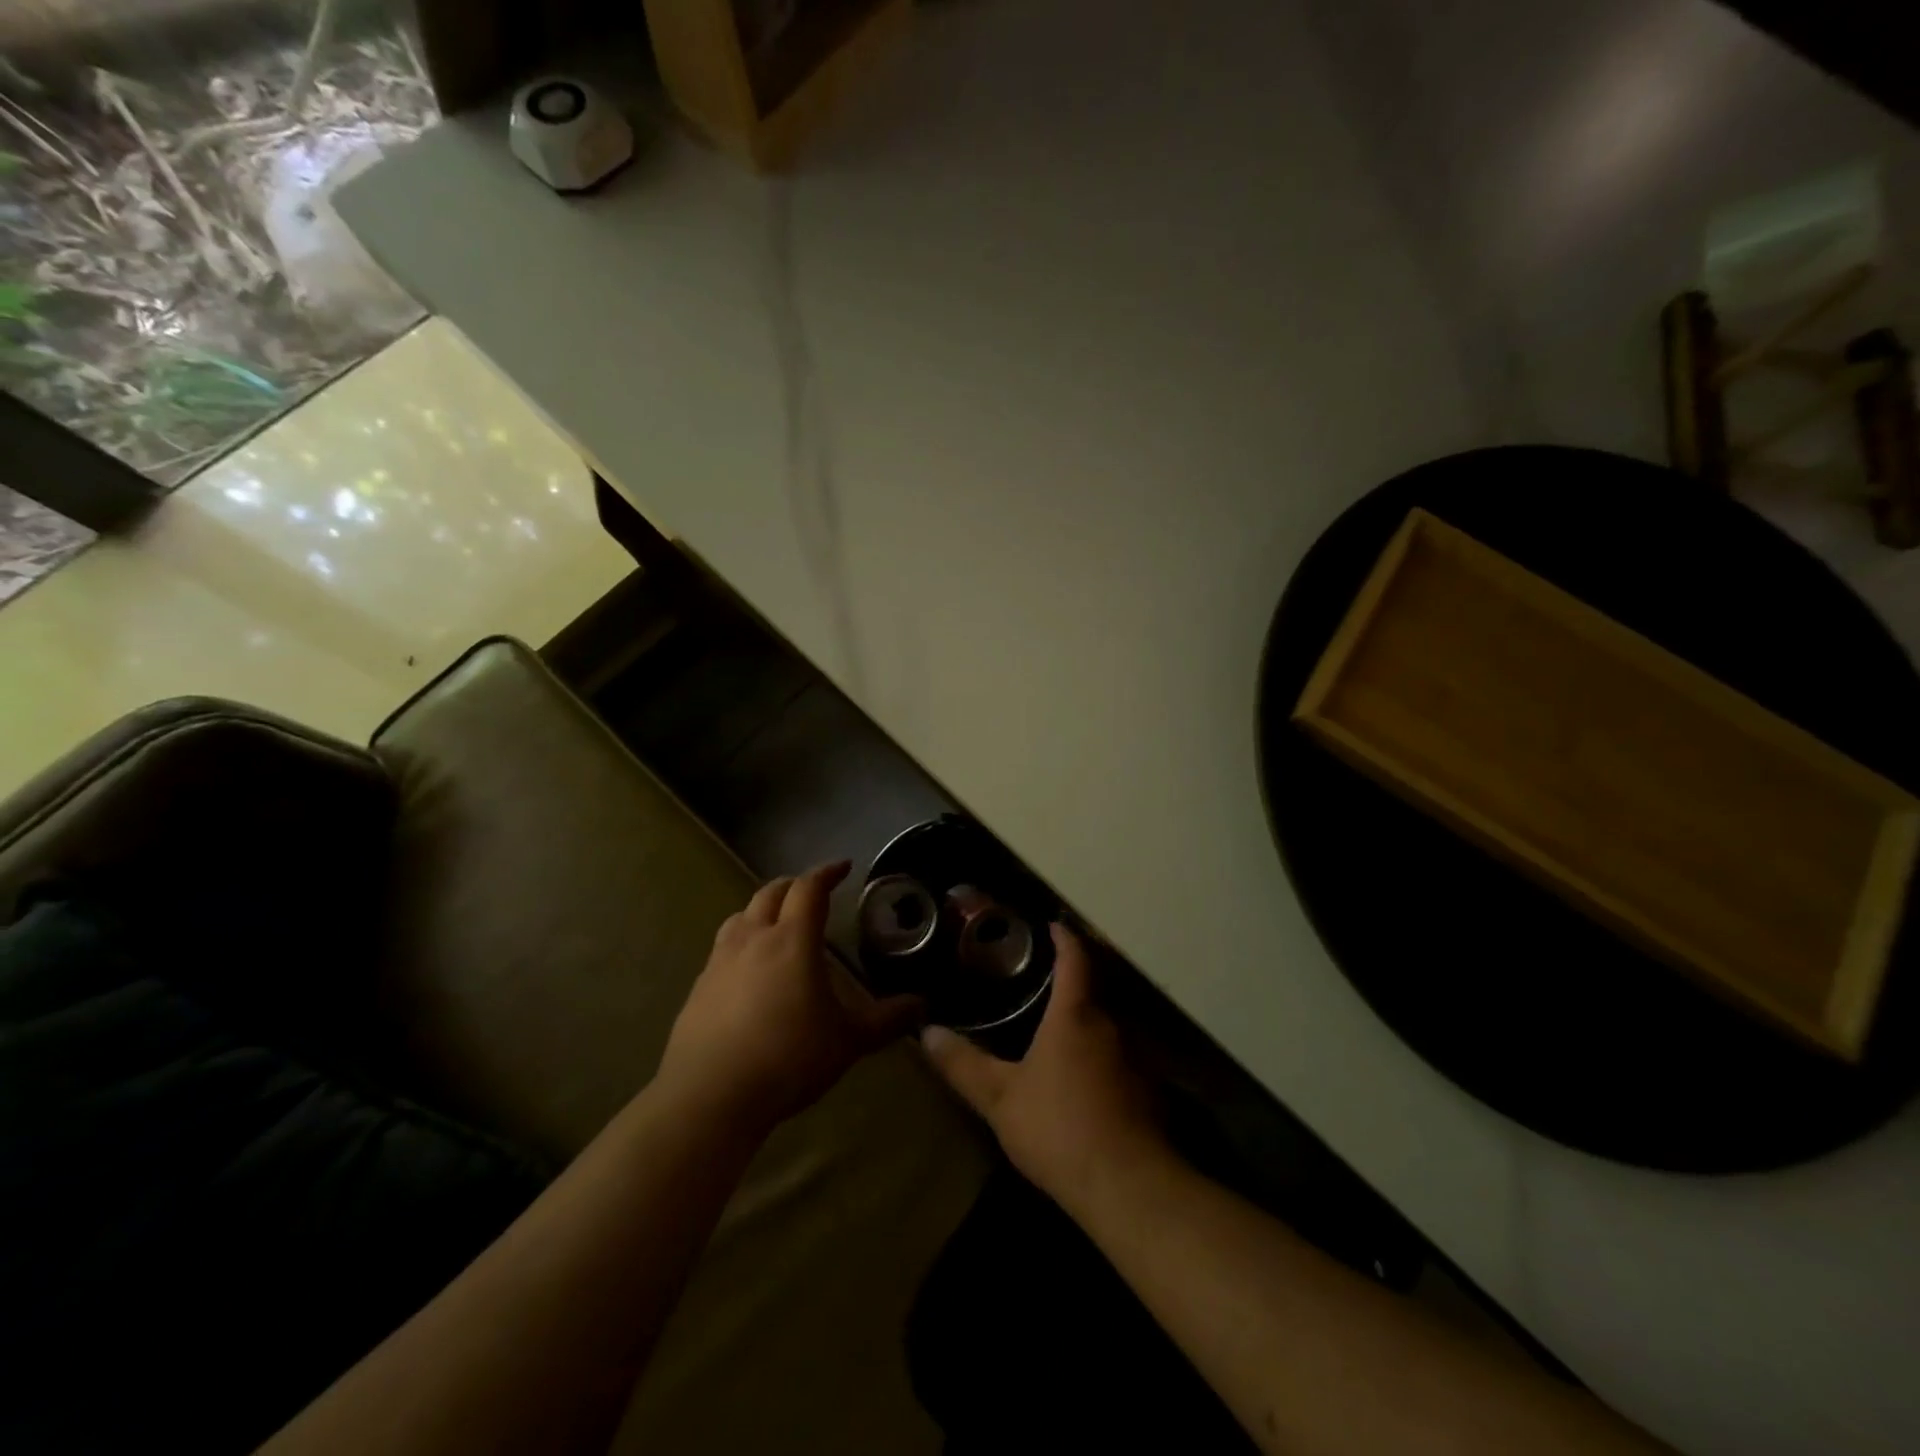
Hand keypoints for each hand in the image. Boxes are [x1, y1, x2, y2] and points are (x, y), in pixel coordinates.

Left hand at [656, 861, 925, 1134]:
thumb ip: (887, 1020)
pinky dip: (741, 944)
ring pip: (740, 916)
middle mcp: (753, 939)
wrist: (710, 1097)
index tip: (843, 867)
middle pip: (771, 893)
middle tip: (813, 892)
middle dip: (794, 885)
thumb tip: (922, 1006)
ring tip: (777, 924)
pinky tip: (748, 972)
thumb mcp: (848, 1041)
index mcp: (792, 940)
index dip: (827, 873)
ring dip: (762, 910)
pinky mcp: (698, 988)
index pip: (809, 888)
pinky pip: (722, 950)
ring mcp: (719, 962)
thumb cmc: (788, 1058)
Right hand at [920, 925, 1166, 1210]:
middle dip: (1071, 981)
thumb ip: (964, 1064)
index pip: (1074, 959)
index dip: (1064, 938)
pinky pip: (1119, 1057)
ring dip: (1086, 1021)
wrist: (1129, 1187)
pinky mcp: (1149, 1092)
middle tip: (1040, 979)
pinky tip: (1082, 1078)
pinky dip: (1100, 1055)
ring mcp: (1137, 1058)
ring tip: (1056, 1028)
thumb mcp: (1000, 1098)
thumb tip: (927, 1032)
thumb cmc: (1059, 1128)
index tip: (1053, 924)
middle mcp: (1112, 1025)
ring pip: (1107, 1026)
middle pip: (1093, 989)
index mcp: (1075, 1015)